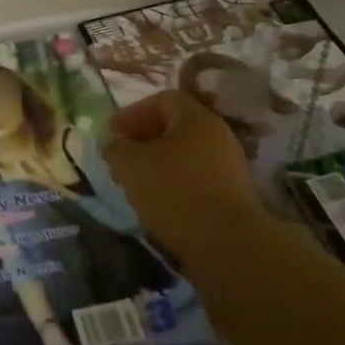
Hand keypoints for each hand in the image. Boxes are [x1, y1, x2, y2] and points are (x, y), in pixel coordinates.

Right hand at [105, 90, 261, 263]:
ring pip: (184, 156)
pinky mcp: (231, 197)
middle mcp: (218, 136)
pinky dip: (173, 185)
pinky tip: (157, 204)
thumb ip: (117, 148)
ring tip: (134, 184)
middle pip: (175, 128)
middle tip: (120, 158)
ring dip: (156, 165)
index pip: (164, 99)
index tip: (112, 132)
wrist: (228, 245)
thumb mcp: (131, 165)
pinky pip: (195, 180)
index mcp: (197, 118)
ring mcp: (228, 168)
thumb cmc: (176, 192)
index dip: (134, 112)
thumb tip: (116, 146)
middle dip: (143, 140)